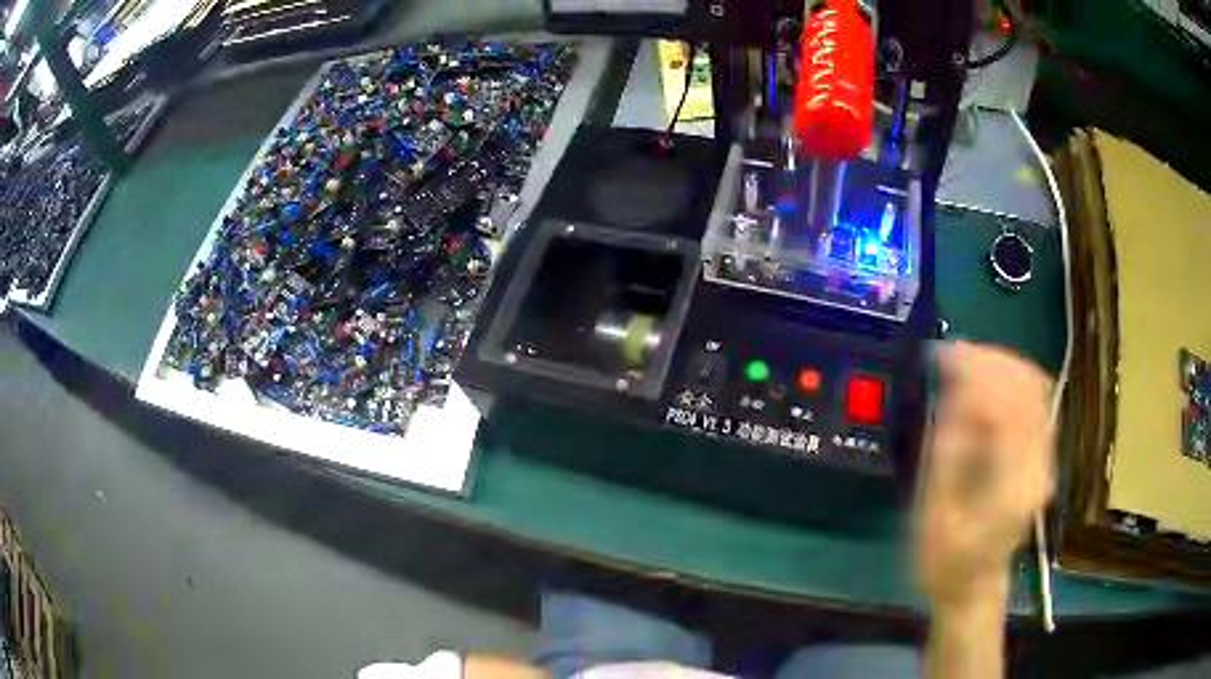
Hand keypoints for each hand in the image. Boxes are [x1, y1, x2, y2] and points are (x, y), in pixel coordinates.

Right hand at [914, 341, 1056, 609]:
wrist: (973, 585)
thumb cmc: (946, 558)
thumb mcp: (936, 510)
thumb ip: (949, 449)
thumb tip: (954, 390)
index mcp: (1016, 481)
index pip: (1010, 402)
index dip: (977, 370)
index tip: (943, 357)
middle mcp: (1041, 461)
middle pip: (1030, 385)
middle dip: (990, 359)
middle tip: (951, 354)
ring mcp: (1045, 456)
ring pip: (1035, 386)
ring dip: (1000, 365)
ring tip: (964, 361)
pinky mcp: (1041, 454)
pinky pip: (1033, 400)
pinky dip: (1009, 381)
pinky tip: (983, 381)